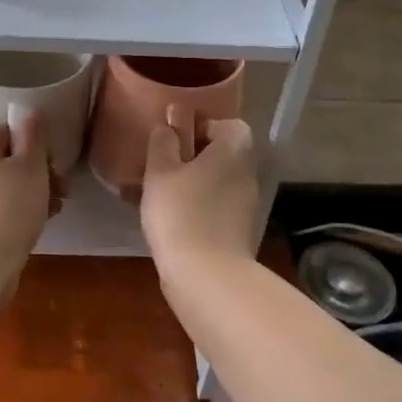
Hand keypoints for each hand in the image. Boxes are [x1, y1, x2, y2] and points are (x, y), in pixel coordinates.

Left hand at [0, 113, 53, 284]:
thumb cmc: (9, 207)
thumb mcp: (30, 166)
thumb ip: (33, 138)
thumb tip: (30, 113)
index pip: (7, 131)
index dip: (33, 140)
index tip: (53, 158)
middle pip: (10, 160)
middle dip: (40, 170)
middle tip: (61, 186)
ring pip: (10, 187)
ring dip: (37, 193)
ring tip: (58, 207)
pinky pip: (5, 210)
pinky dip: (24, 212)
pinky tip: (42, 223)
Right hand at [141, 112, 260, 270]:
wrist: (207, 276)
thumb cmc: (181, 212)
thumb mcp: (160, 172)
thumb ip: (162, 143)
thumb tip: (167, 126)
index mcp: (234, 151)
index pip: (229, 125)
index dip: (202, 128)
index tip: (176, 142)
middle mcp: (246, 174)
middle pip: (221, 156)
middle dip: (191, 159)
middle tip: (159, 168)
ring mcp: (245, 206)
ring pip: (214, 184)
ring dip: (189, 186)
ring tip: (154, 196)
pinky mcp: (238, 233)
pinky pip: (213, 209)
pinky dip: (193, 209)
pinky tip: (166, 222)